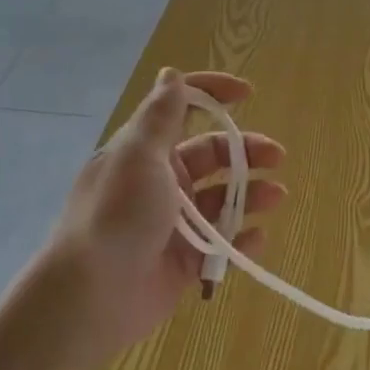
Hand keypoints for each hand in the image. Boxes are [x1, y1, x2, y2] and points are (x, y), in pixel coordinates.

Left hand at [35, 68, 286, 358]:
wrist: (92, 295)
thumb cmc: (117, 214)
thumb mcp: (139, 156)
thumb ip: (161, 117)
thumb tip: (170, 73)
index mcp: (146, 152)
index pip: (182, 110)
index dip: (213, 95)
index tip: (247, 93)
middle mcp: (161, 182)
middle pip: (213, 156)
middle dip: (246, 151)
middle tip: (277, 157)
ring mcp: (175, 223)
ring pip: (222, 200)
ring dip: (251, 194)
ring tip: (276, 196)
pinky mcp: (184, 261)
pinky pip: (221, 245)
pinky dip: (241, 241)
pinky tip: (256, 240)